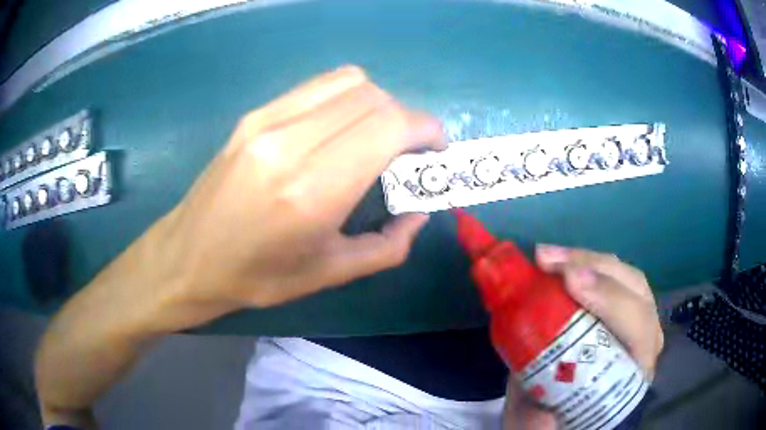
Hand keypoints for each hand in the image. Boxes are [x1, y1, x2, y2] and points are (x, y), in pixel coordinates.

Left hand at [35, 66, 444, 426]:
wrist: (187, 258)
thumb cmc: (256, 277)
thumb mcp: (330, 274)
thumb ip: (390, 243)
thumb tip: (420, 209)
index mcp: (311, 190)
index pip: (390, 125)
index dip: (426, 129)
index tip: (436, 150)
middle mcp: (289, 141)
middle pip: (375, 97)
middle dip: (407, 119)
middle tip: (407, 154)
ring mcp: (267, 119)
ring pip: (349, 81)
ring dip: (377, 105)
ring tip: (374, 140)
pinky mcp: (255, 114)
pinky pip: (318, 87)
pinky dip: (346, 99)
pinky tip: (338, 131)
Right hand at [502, 246, 663, 429]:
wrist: (565, 415)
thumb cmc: (561, 418)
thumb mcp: (544, 423)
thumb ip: (542, 413)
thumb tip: (535, 387)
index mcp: (634, 372)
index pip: (639, 328)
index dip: (610, 300)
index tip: (570, 282)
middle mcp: (643, 342)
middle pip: (635, 291)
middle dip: (594, 269)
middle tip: (548, 261)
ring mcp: (634, 319)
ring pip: (625, 276)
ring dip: (587, 259)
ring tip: (547, 255)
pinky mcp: (617, 308)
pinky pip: (609, 276)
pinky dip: (583, 262)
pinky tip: (558, 260)